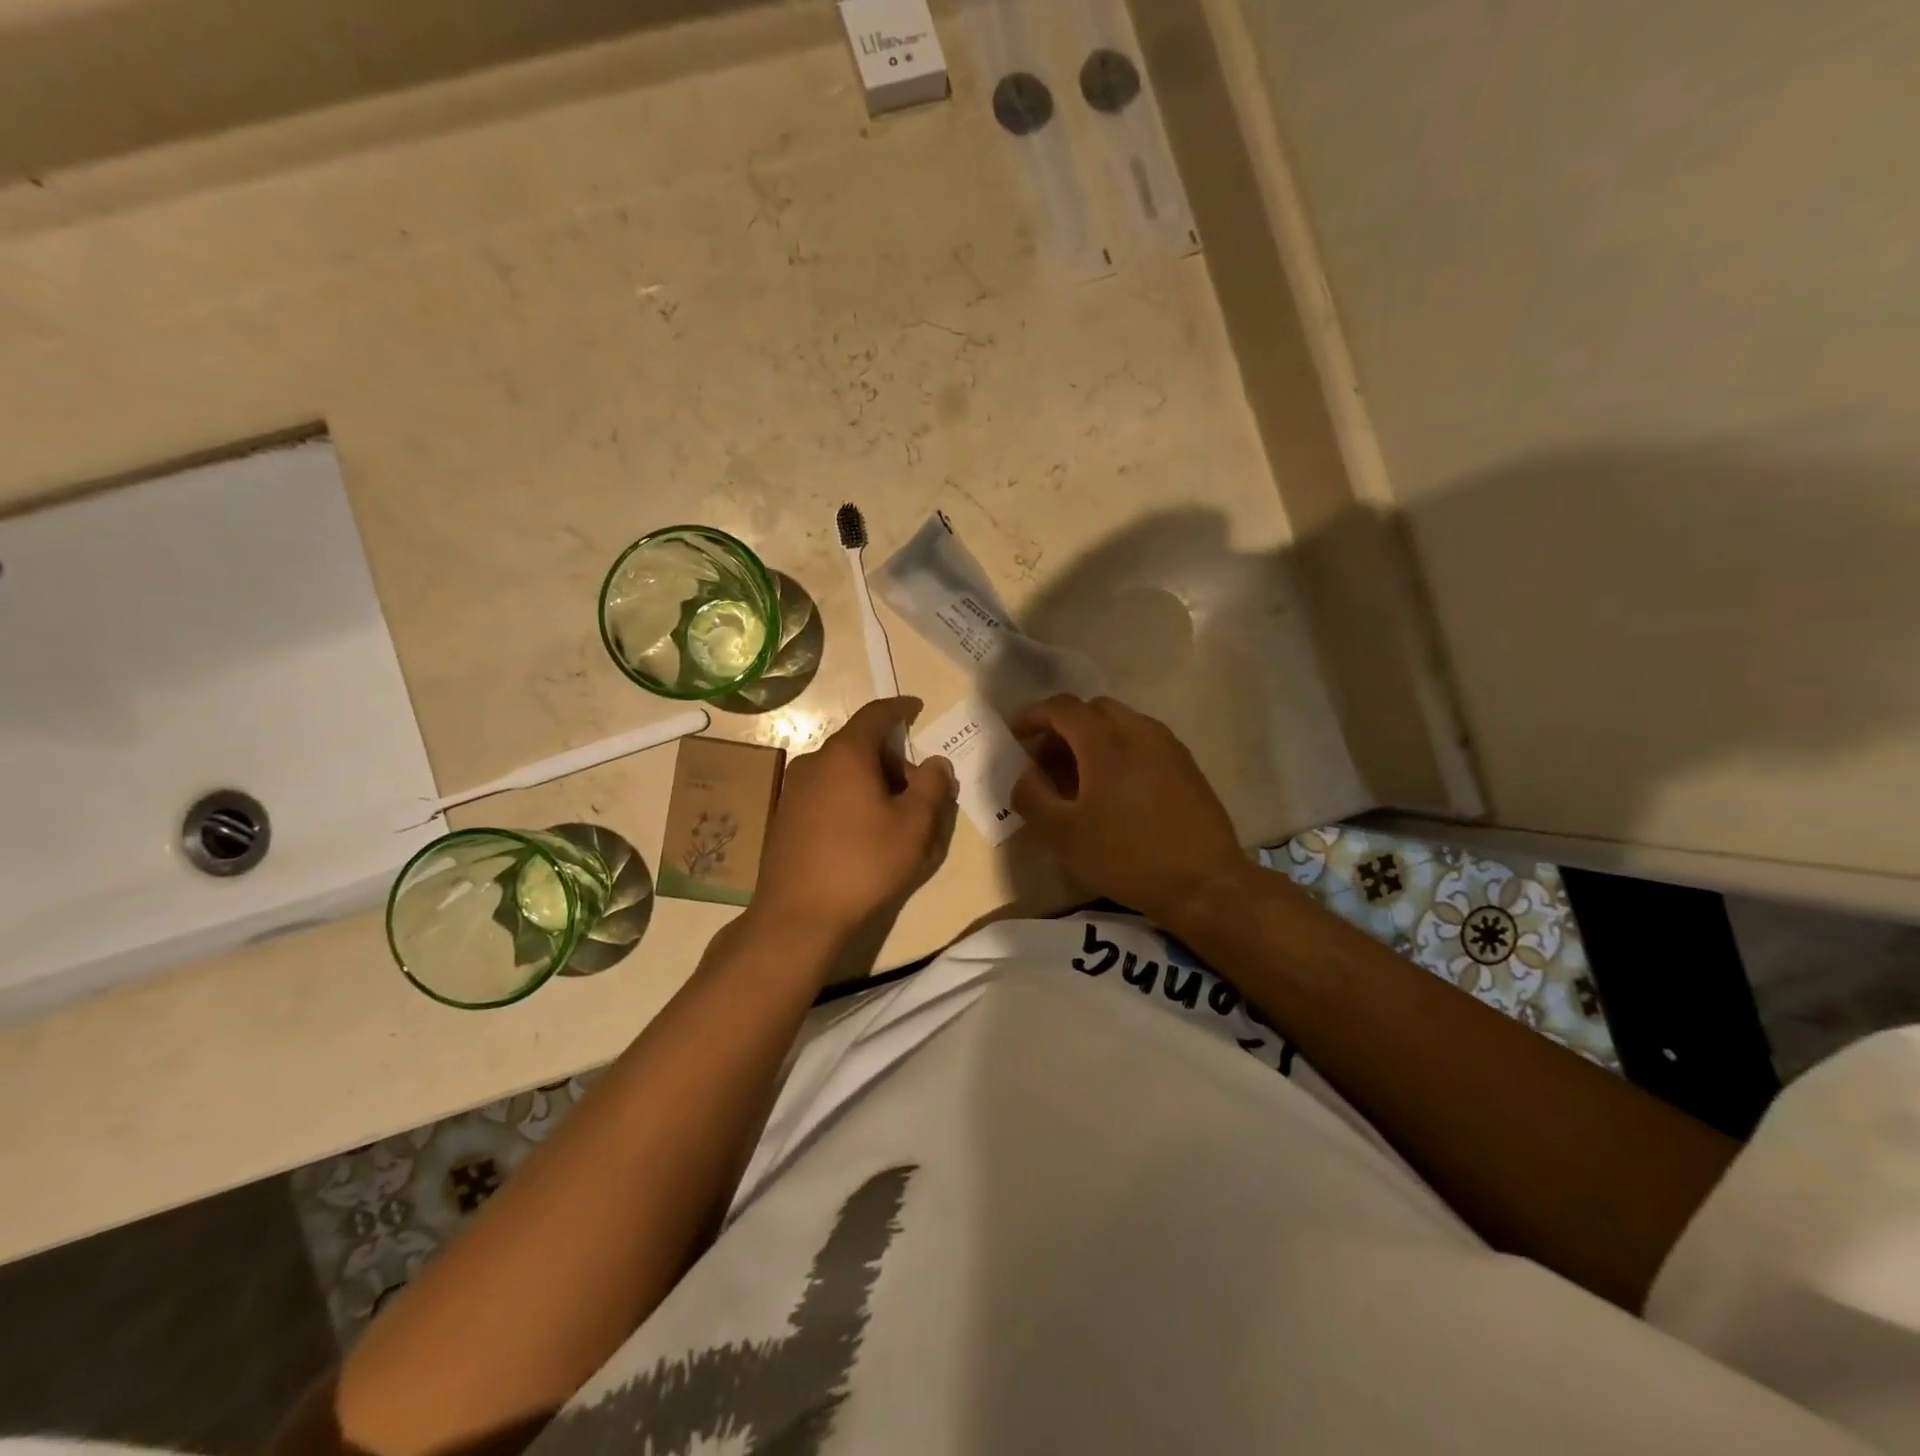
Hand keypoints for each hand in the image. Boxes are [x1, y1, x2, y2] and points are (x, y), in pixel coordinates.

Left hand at [749, 697, 956, 941]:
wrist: (797, 916)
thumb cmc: (863, 863)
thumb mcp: (913, 826)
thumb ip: (932, 786)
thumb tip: (936, 762)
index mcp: (846, 754)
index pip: (876, 714)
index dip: (900, 708)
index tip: (917, 708)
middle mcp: (814, 762)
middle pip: (859, 744)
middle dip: (892, 757)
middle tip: (918, 786)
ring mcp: (794, 790)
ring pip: (841, 770)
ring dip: (871, 780)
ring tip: (893, 814)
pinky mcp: (784, 817)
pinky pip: (825, 792)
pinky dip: (849, 797)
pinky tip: (862, 831)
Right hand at [1010, 694, 1252, 927]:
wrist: (1204, 883)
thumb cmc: (1125, 856)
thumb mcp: (1063, 834)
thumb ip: (1032, 796)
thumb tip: (1023, 774)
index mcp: (1105, 741)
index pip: (1062, 707)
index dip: (1033, 715)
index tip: (1016, 736)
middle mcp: (1139, 730)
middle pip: (1093, 710)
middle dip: (1063, 727)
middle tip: (1046, 761)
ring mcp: (1168, 746)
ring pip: (1120, 724)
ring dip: (1092, 739)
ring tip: (1078, 778)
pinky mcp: (1186, 765)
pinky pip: (1142, 741)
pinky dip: (1118, 750)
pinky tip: (1113, 790)